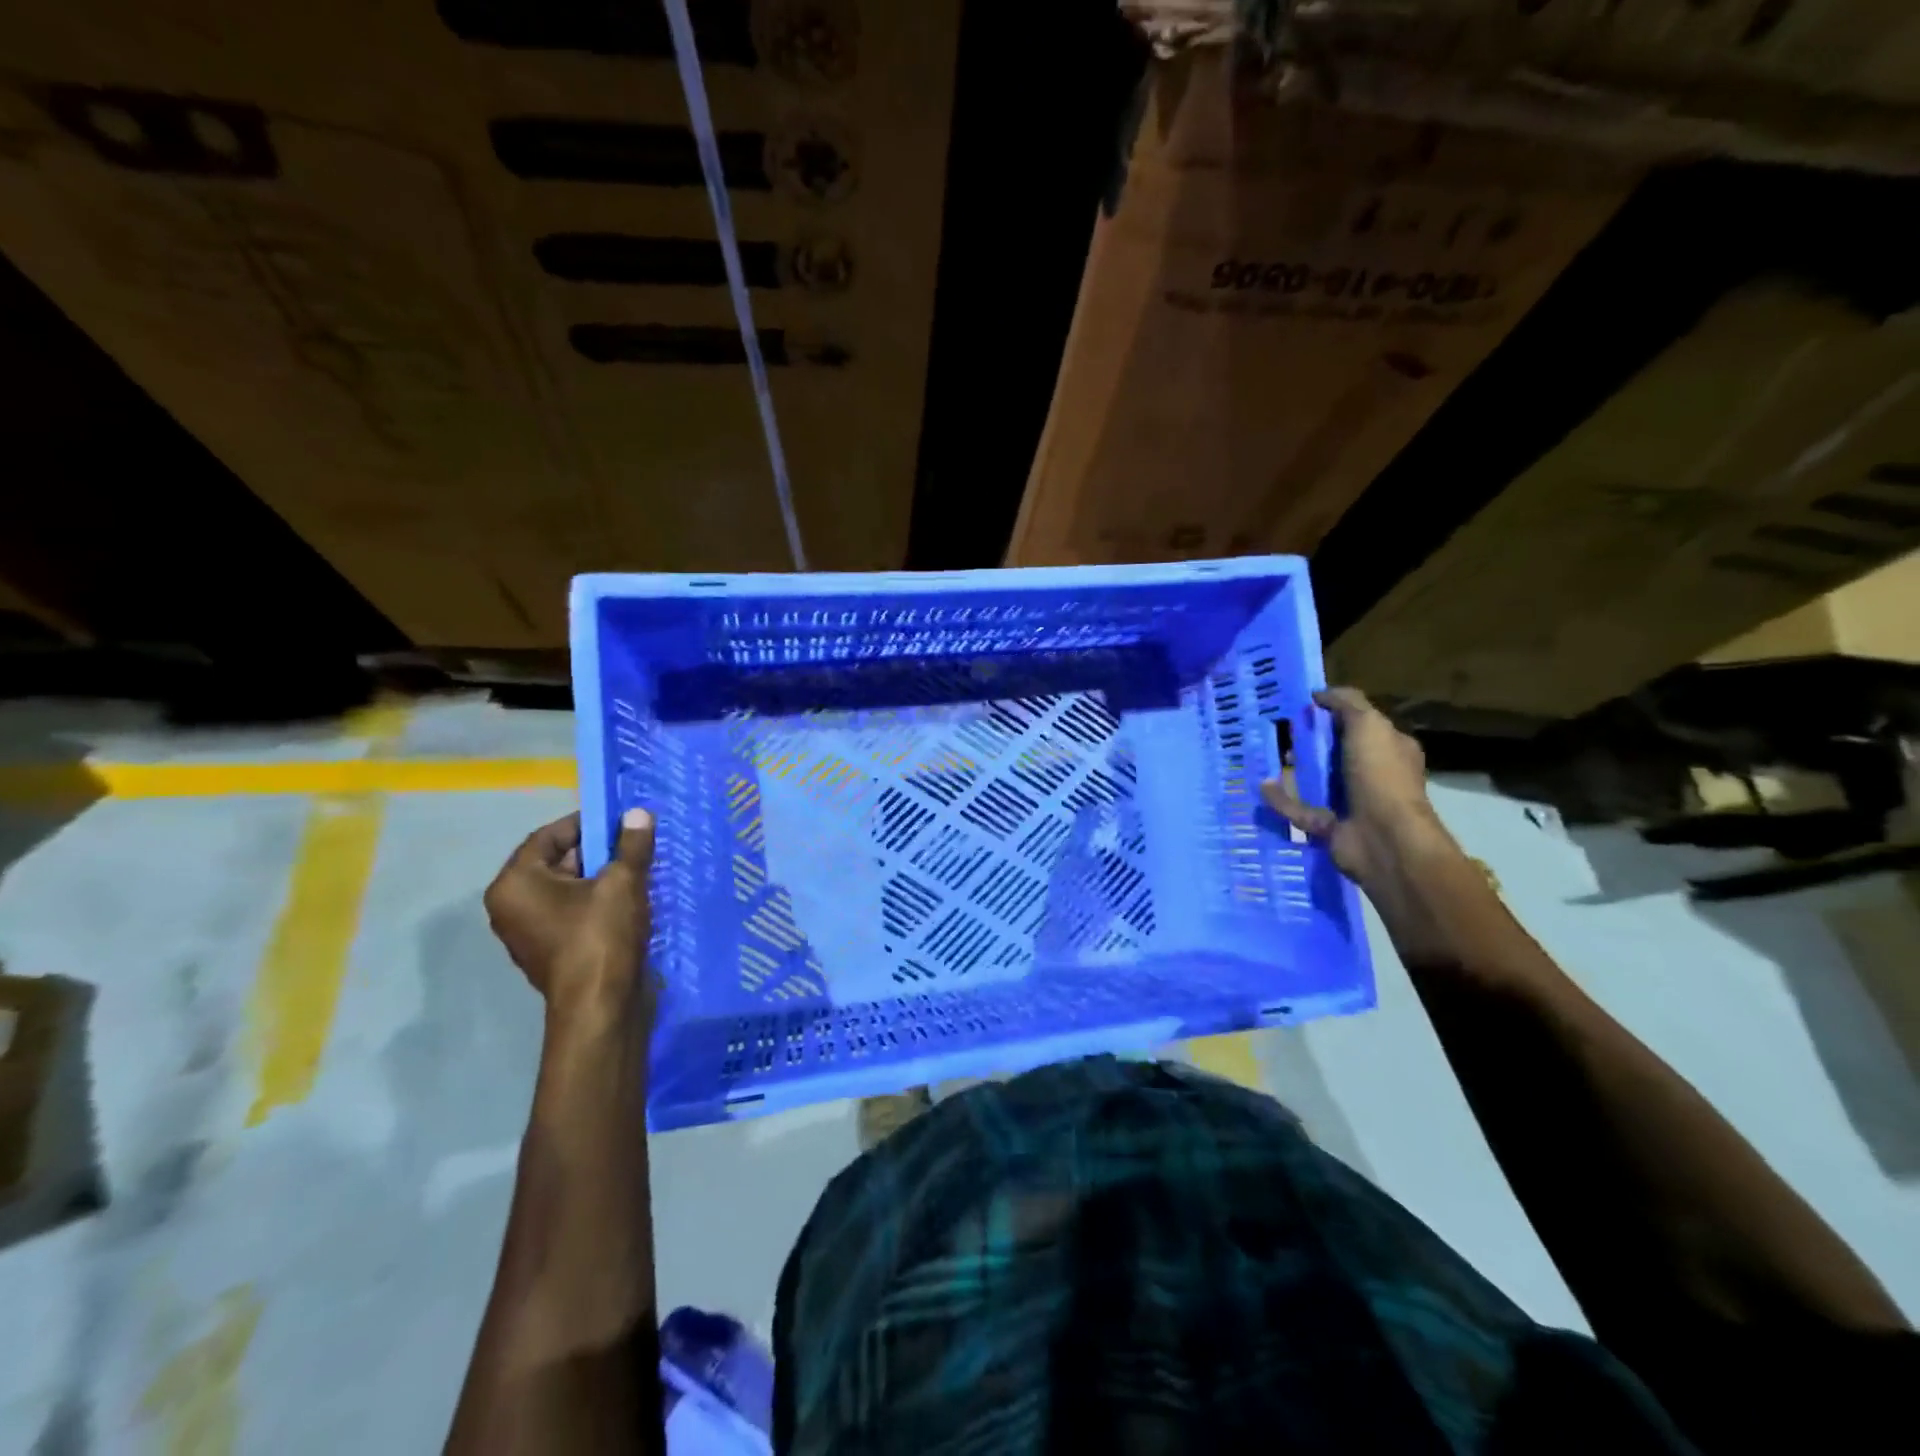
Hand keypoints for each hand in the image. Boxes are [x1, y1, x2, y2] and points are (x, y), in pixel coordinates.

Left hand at [484, 807, 656, 1016]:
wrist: (600, 1007)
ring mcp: (527, 932)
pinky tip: (628, 901)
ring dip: (599, 877)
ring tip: (636, 870)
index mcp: (515, 884)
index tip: (620, 821)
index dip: (586, 823)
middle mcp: (511, 906)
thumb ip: (631, 844)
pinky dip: (595, 902)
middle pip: (556, 862)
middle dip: (596, 851)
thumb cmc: (601, 936)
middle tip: (633, 844)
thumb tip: (638, 813)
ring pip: (566, 889)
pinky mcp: (548, 950)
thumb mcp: (623, 882)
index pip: (548, 836)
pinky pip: (570, 912)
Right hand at [1261, 687, 1449, 886]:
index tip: (1303, 708)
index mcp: (1389, 749)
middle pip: (1335, 753)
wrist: (1383, 838)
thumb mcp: (1369, 725)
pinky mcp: (1330, 826)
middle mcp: (1373, 775)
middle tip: (1280, 732)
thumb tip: (1319, 693)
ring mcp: (1352, 803)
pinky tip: (1263, 787)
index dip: (1334, 715)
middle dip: (1310, 743)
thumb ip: (1346, 703)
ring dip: (1294, 771)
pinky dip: (1282, 800)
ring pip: (1317, 781)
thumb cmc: (1380, 775)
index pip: (1361, 725)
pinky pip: (1299, 809)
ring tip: (1268, 757)